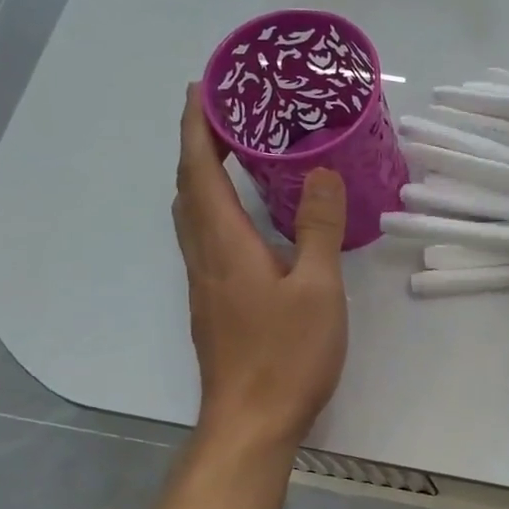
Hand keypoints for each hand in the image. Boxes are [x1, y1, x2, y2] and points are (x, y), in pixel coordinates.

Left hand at [175, 84, 348, 449]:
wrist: (251, 422)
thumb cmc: (285, 355)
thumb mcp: (316, 288)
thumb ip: (317, 228)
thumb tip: (321, 173)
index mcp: (223, 243)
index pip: (198, 168)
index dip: (196, 124)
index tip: (204, 87)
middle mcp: (203, 256)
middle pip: (187, 188)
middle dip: (198, 144)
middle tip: (230, 116)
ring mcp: (203, 284)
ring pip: (191, 216)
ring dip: (203, 178)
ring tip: (236, 157)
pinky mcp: (212, 306)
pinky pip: (204, 240)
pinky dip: (215, 210)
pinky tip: (247, 221)